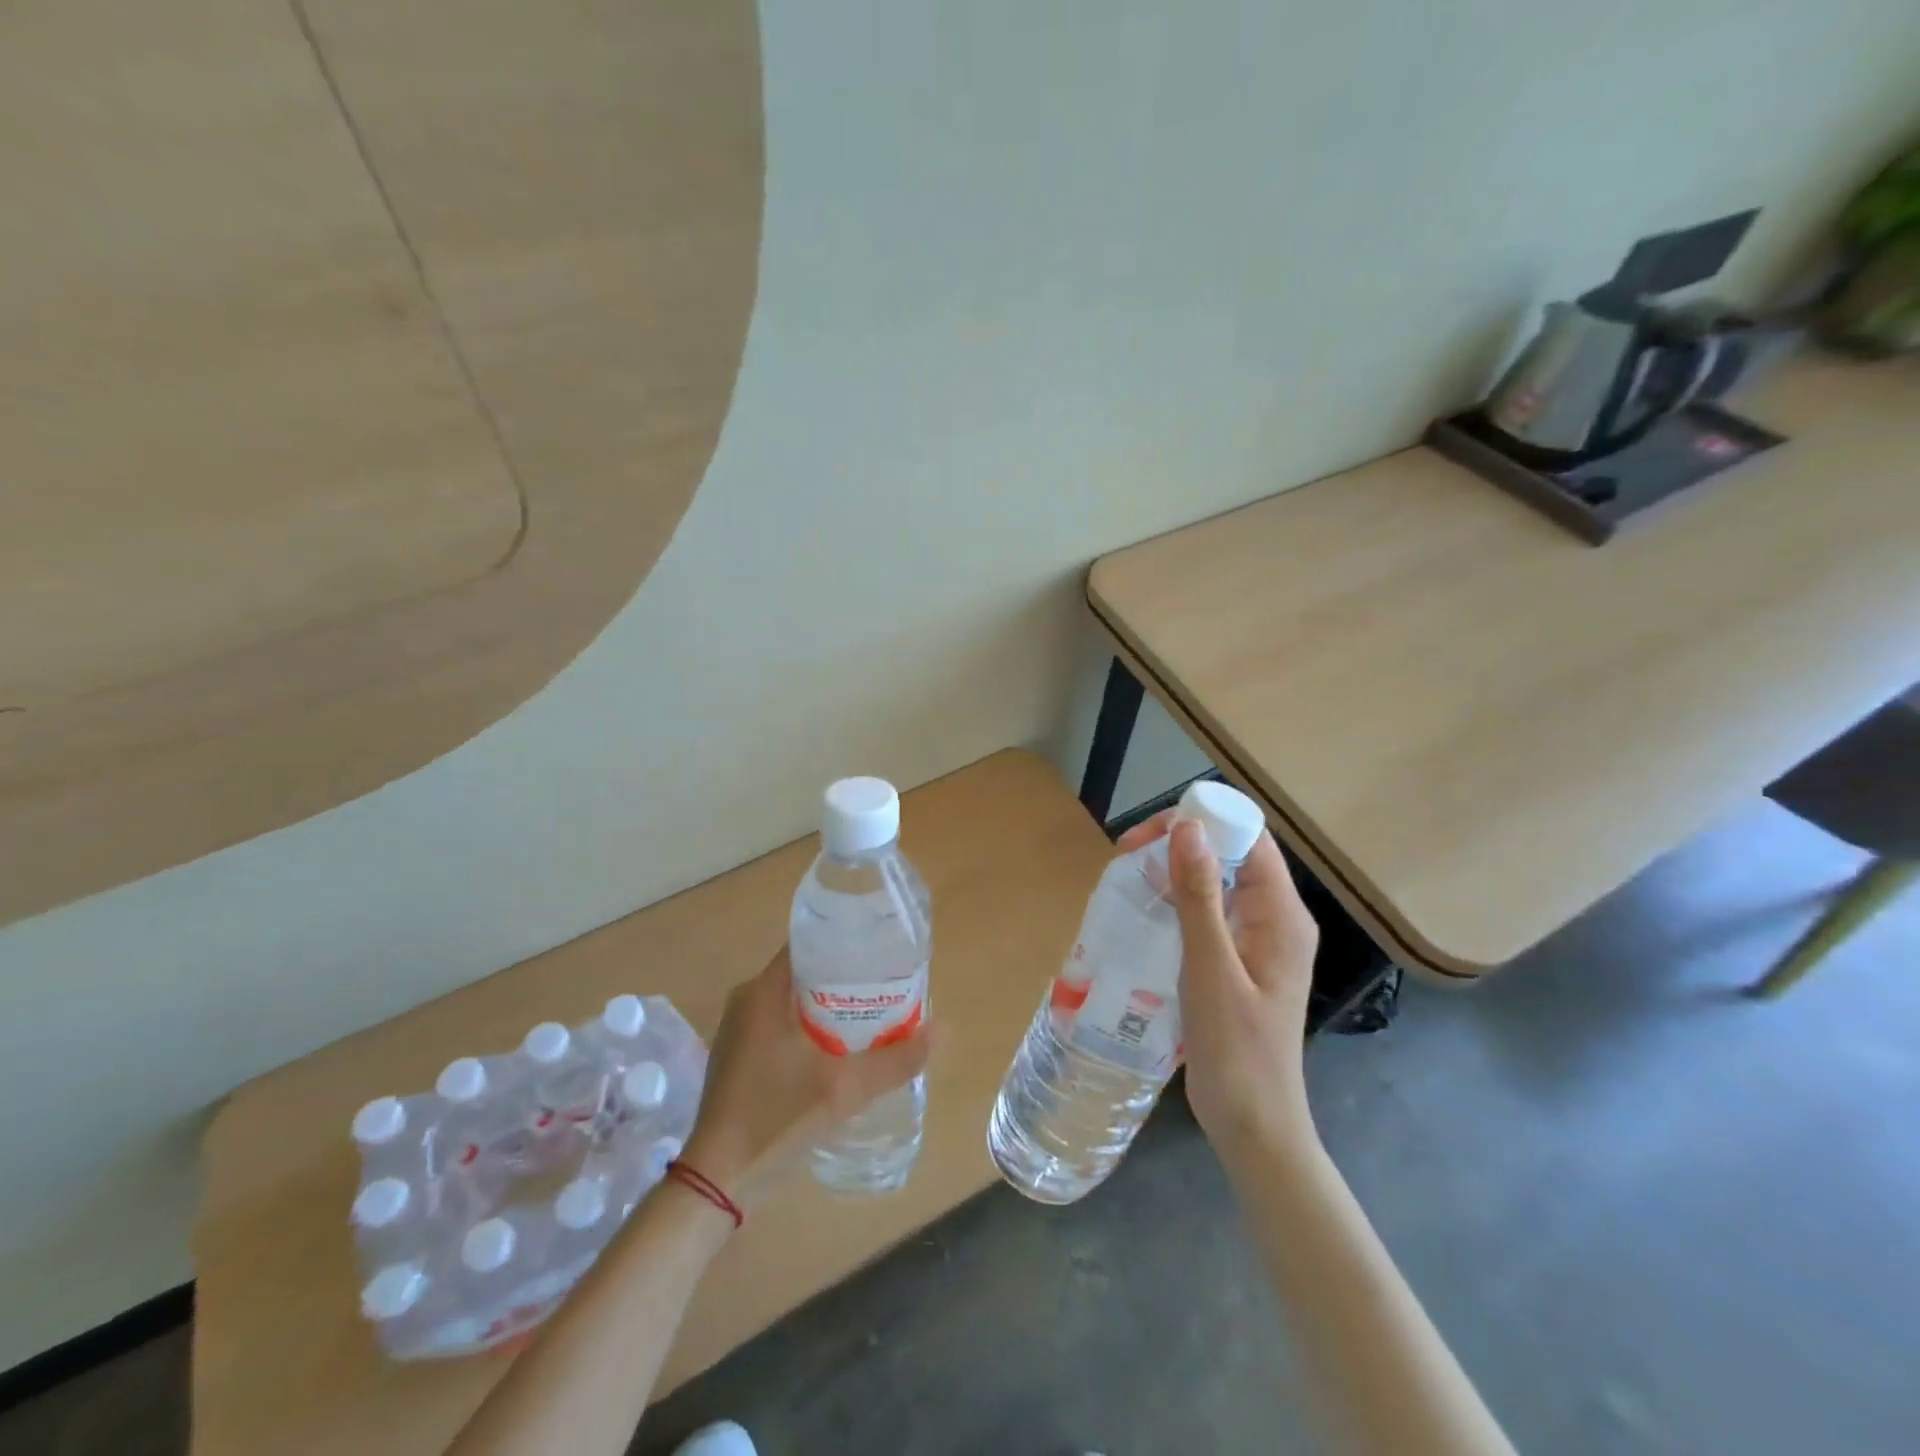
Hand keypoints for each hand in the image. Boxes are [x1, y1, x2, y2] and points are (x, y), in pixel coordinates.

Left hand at [680, 946, 930, 1209]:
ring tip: (870, 1016)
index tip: (880, 953)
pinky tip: (837, 1049)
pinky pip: (781, 1025)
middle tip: (884, 988)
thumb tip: (943, 1031)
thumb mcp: (844, 1088)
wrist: (718, 1181)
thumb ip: (895, 1059)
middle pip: (804, 973)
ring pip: (793, 1002)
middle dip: (844, 979)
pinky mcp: (738, 1056)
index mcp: (762, 992)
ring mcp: (739, 1030)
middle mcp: (746, 1000)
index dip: (845, 944)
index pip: (808, 945)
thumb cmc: (777, 1118)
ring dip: (828, 1006)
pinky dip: (809, 1028)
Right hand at [1116, 809, 1319, 1151]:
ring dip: (1175, 870)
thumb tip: (1187, 827)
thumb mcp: (1211, 969)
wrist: (1253, 1125)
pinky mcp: (1237, 961)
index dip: (1203, 822)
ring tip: (1129, 876)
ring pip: (1216, 882)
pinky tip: (1145, 910)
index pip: (1249, 838)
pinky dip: (1177, 900)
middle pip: (1231, 854)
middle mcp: (1274, 918)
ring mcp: (1256, 940)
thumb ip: (1199, 896)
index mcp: (1281, 914)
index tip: (1149, 832)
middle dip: (1181, 843)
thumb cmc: (1237, 1051)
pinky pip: (1209, 912)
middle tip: (1127, 854)